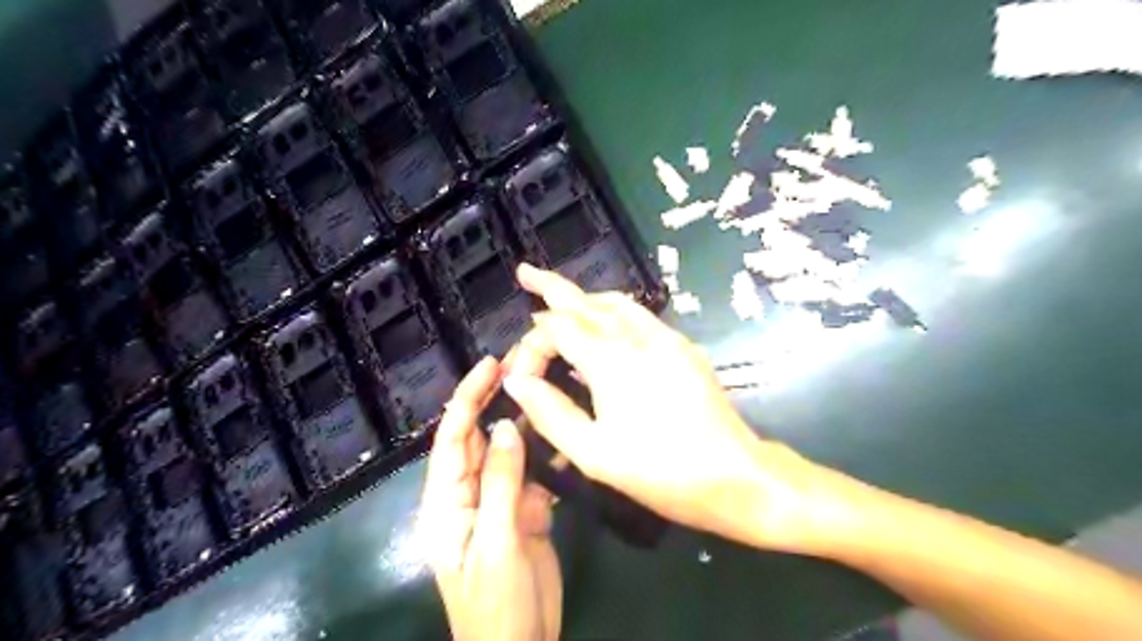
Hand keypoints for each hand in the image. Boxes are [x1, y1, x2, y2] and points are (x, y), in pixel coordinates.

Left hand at [418, 359, 560, 640]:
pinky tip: (566, 433)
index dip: (467, 398)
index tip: (490, 366)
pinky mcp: (524, 512)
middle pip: (480, 438)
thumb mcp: (496, 542)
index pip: (453, 438)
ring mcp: (499, 502)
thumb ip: (502, 483)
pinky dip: (548, 455)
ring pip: (509, 453)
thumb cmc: (497, 604)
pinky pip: (534, 475)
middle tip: (522, 365)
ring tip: (547, 387)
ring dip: (526, 423)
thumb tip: (509, 426)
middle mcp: (469, 494)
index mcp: (446, 502)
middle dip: (496, 400)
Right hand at [504, 263, 840, 553]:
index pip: (556, 328)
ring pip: (615, 302)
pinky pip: (638, 316)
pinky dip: (612, 311)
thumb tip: (516, 381)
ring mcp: (664, 338)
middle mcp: (636, 336)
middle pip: (585, 301)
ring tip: (560, 300)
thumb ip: (549, 412)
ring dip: (584, 297)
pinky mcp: (682, 347)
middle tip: (525, 272)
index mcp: (610, 359)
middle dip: (551, 286)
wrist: (735, 475)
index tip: (521, 376)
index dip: (531, 345)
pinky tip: (605, 325)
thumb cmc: (660, 471)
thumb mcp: (592, 453)